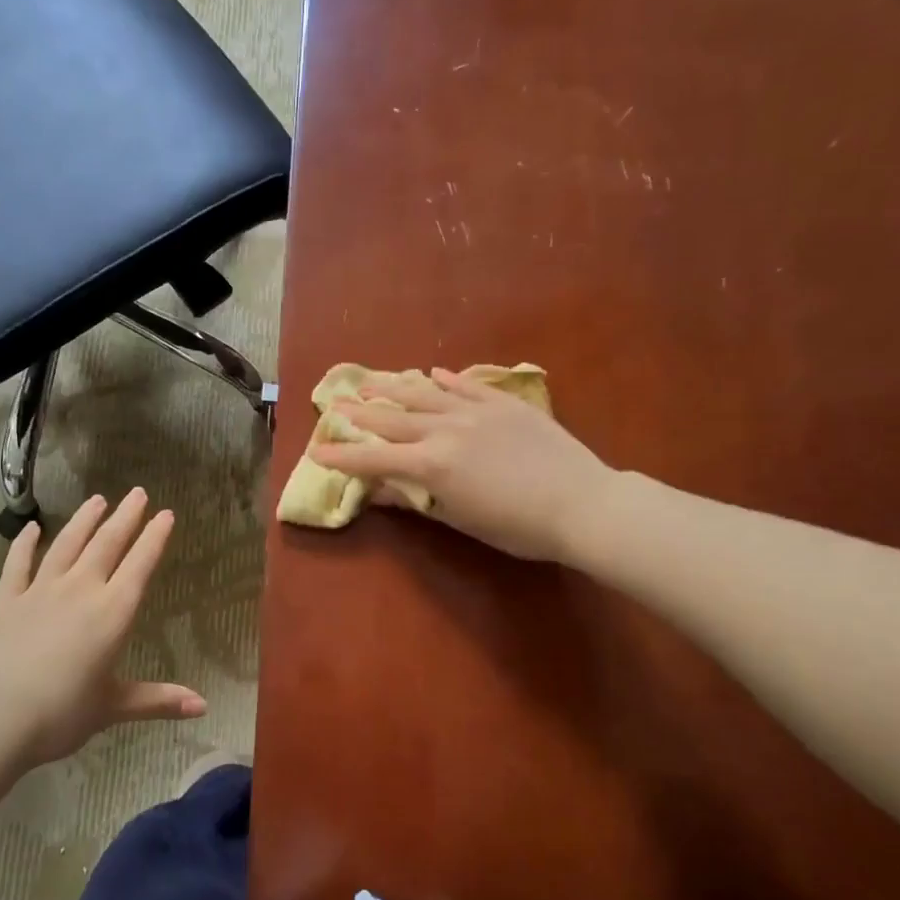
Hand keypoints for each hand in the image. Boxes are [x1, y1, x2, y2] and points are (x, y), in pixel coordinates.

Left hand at [0, 489, 205, 766]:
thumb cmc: (60, 715)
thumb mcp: (113, 707)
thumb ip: (158, 700)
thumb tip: (205, 706)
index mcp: (112, 613)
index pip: (140, 564)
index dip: (155, 537)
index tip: (165, 513)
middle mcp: (80, 590)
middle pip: (107, 544)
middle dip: (125, 517)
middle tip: (137, 493)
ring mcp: (40, 590)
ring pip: (67, 544)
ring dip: (85, 520)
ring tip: (98, 499)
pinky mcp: (6, 599)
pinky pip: (18, 563)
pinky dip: (26, 543)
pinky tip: (32, 528)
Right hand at [311, 368, 615, 562]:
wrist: (583, 503)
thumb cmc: (519, 527)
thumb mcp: (460, 521)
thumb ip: (416, 501)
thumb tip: (378, 491)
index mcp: (431, 465)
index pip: (374, 459)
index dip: (343, 456)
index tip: (317, 450)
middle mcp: (445, 430)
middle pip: (392, 418)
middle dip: (359, 413)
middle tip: (335, 405)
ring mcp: (475, 410)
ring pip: (424, 394)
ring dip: (392, 387)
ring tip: (369, 380)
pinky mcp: (503, 403)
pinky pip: (465, 385)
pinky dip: (445, 379)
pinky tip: (431, 372)